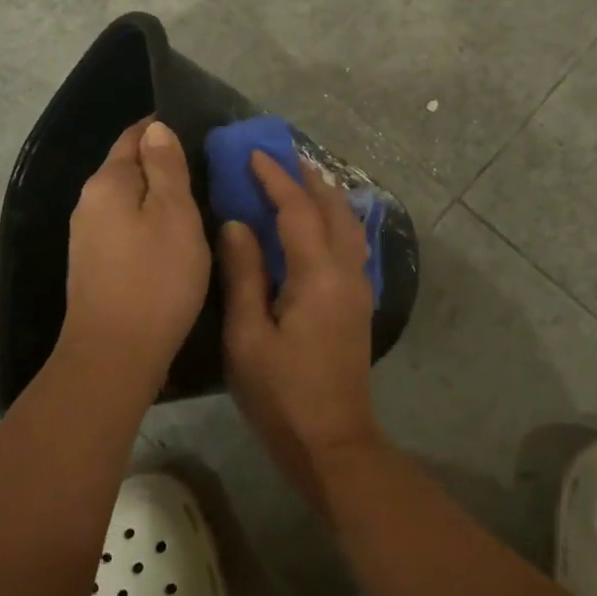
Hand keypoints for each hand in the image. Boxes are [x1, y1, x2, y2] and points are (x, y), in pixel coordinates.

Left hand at [61, 119, 210, 392]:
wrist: (115, 354)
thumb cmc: (155, 278)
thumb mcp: (175, 214)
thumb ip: (166, 167)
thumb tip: (156, 129)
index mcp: (107, 182)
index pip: (134, 136)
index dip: (165, 129)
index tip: (202, 133)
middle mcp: (89, 203)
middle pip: (129, 168)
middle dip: (164, 163)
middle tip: (208, 170)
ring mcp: (88, 237)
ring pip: (129, 200)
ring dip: (159, 197)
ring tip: (199, 203)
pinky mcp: (95, 265)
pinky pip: (126, 228)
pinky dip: (150, 223)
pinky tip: (174, 239)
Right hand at [218, 151, 380, 500]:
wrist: (332, 440)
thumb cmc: (281, 393)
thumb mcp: (248, 336)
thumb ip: (244, 274)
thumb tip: (237, 223)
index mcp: (317, 275)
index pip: (297, 210)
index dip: (276, 178)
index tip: (254, 154)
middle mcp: (346, 271)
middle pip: (333, 208)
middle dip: (307, 178)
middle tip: (280, 157)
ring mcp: (359, 287)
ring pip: (349, 224)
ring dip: (326, 196)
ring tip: (301, 179)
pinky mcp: (359, 302)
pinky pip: (352, 243)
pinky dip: (336, 219)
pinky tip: (320, 223)